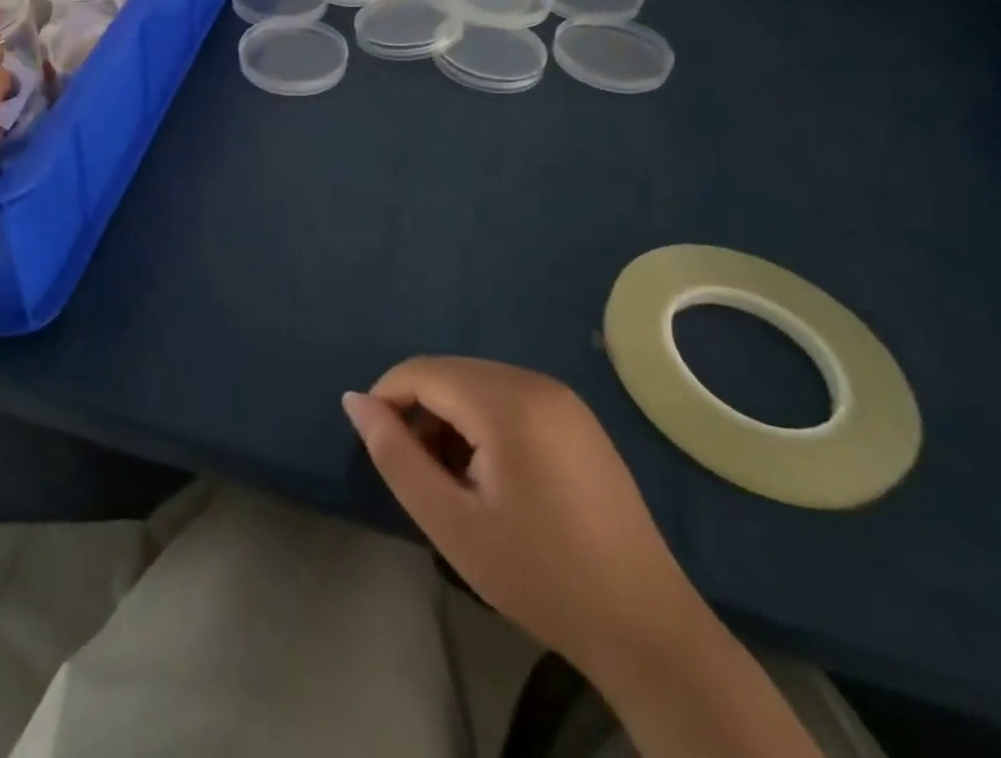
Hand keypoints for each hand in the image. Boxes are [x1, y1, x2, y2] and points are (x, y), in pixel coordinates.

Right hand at [343, 358, 702, 677]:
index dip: (387, 398)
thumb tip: (354, 400)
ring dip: (450, 418)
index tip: (374, 444)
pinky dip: (482, 423)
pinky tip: (489, 476)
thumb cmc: (540, 576)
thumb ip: (395, 455)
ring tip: (450, 480)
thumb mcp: (451, 523)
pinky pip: (510, 399)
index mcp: (508, 401)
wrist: (646, 628)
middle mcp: (536, 382)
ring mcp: (563, 399)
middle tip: (416, 472)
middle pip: (451, 374)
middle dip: (419, 411)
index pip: (423, 371)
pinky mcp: (578, 420)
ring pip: (478, 385)